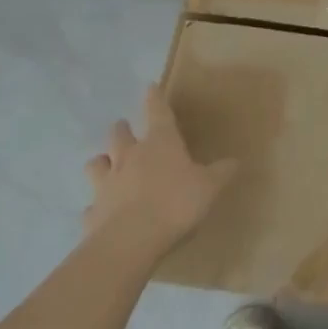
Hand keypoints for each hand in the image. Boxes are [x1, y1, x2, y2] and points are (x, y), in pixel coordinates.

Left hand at [82, 83, 236, 252]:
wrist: (131, 242)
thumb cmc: (175, 203)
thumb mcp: (210, 187)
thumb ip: (222, 172)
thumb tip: (236, 161)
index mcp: (160, 143)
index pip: (157, 112)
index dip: (154, 98)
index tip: (150, 86)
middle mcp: (129, 157)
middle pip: (119, 135)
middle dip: (122, 129)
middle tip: (124, 128)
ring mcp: (106, 184)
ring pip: (96, 164)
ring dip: (101, 162)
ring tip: (105, 165)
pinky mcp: (92, 214)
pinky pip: (91, 206)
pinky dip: (95, 207)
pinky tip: (99, 213)